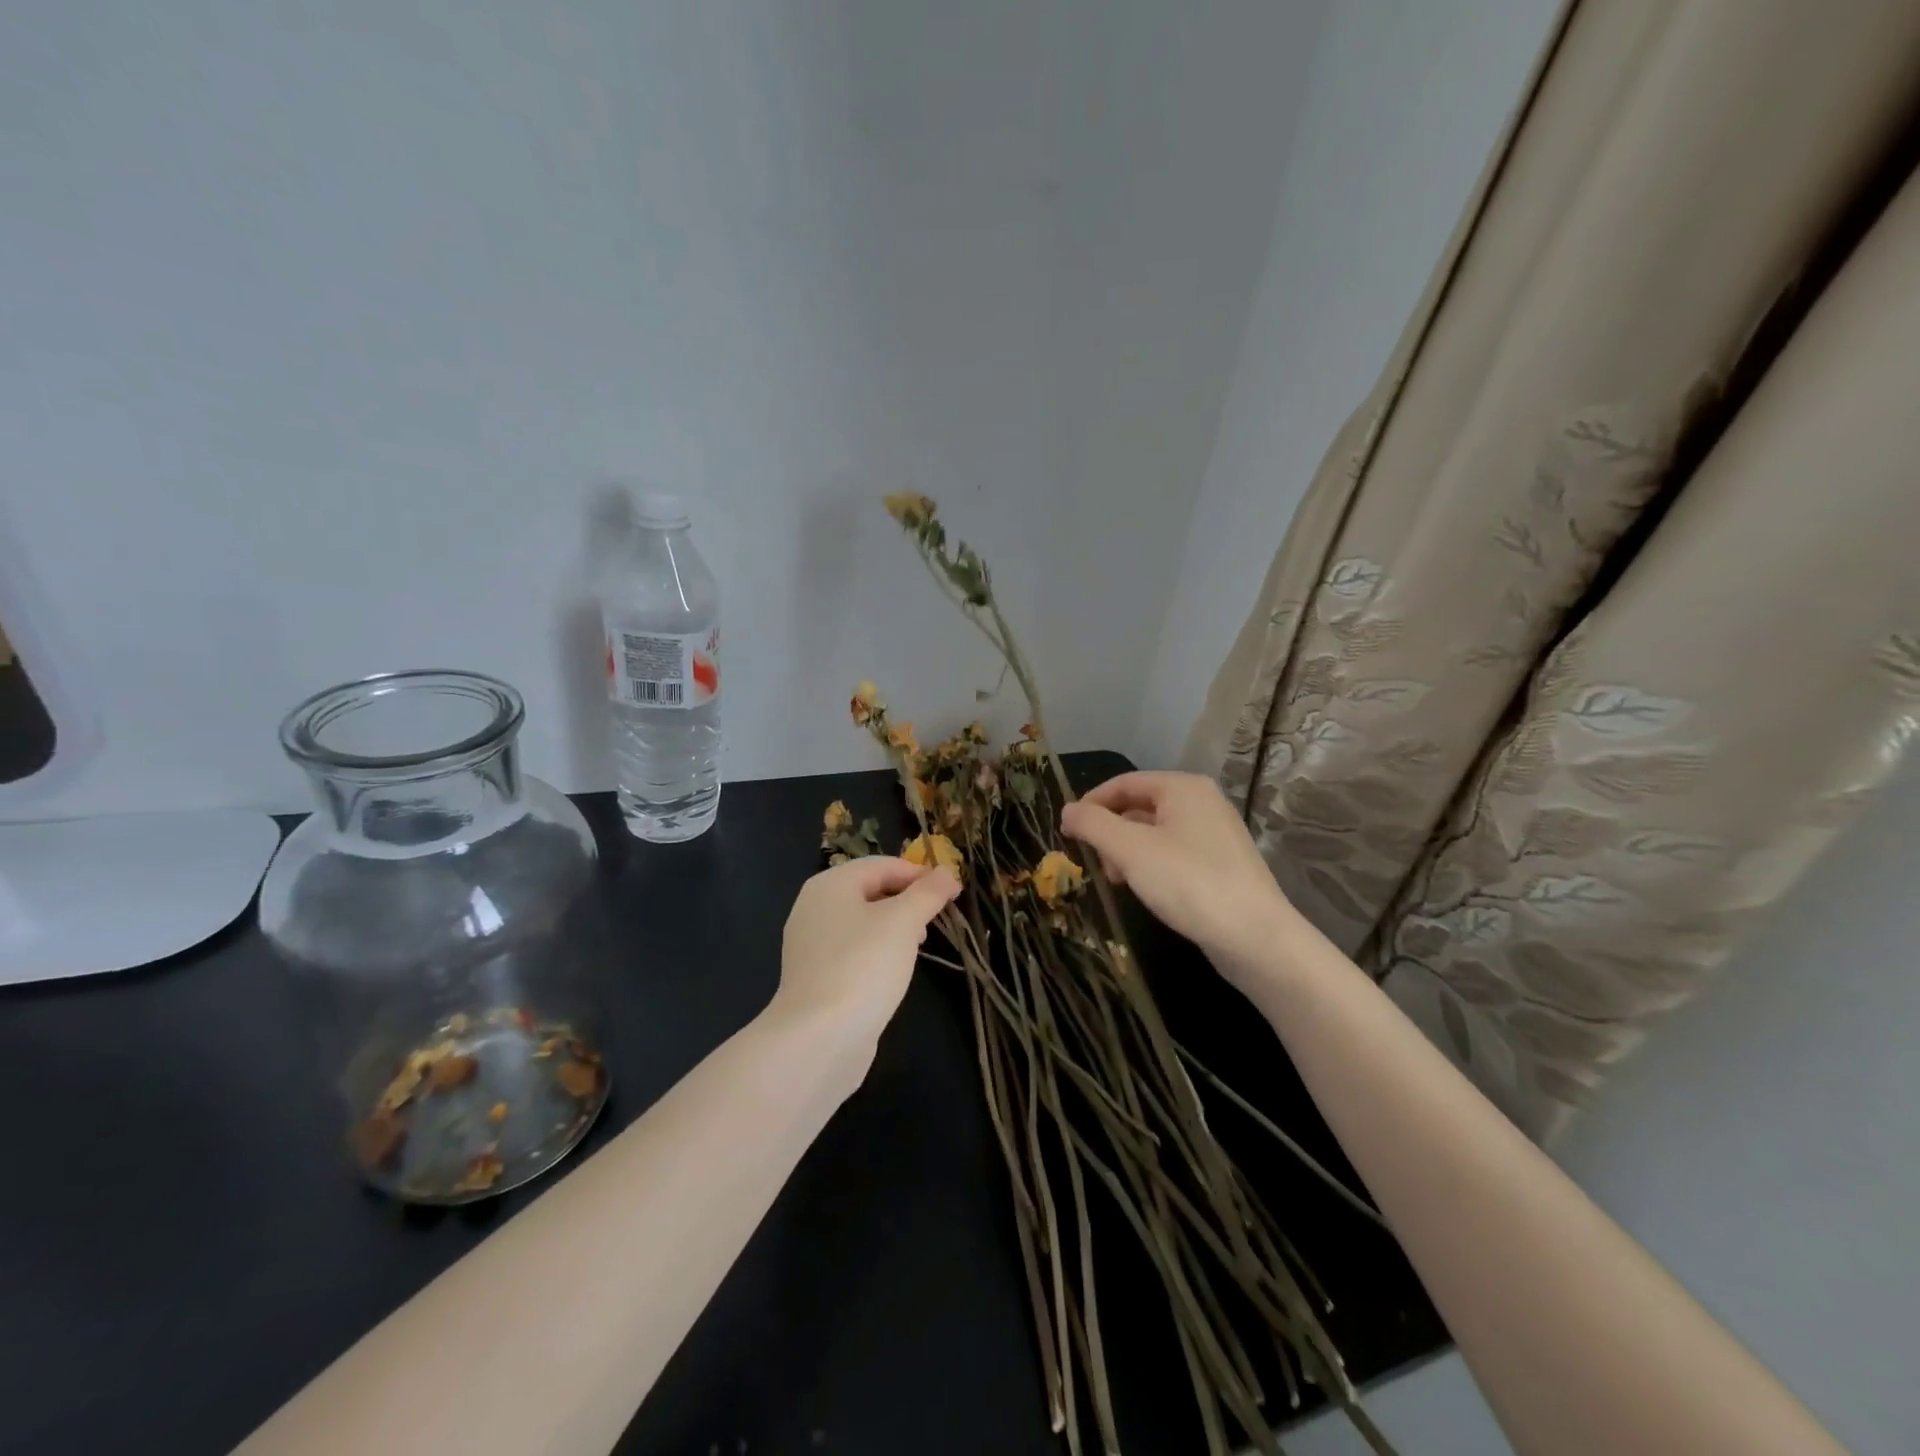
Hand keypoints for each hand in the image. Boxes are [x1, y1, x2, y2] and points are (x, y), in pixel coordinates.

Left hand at [772, 856, 961, 1062]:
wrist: (818, 1039)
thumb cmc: (863, 966)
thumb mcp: (904, 922)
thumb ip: (928, 893)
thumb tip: (948, 872)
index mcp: (831, 884)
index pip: (883, 865)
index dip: (920, 874)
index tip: (952, 893)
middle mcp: (815, 907)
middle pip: (871, 890)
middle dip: (907, 900)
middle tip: (936, 920)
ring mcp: (811, 943)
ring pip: (863, 921)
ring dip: (895, 926)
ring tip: (920, 945)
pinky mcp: (815, 976)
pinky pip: (853, 949)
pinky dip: (877, 951)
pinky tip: (894, 971)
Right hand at [1060, 771, 1294, 987]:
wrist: (1256, 938)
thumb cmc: (1188, 882)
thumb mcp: (1130, 850)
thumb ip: (1093, 825)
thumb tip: (1068, 810)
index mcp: (1182, 787)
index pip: (1123, 782)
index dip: (1090, 804)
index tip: (1067, 833)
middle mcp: (1202, 801)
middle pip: (1139, 806)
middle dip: (1110, 832)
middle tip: (1095, 864)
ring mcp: (1216, 833)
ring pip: (1155, 832)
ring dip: (1128, 852)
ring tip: (1118, 881)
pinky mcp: (1222, 864)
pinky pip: (1174, 853)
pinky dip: (1152, 865)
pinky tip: (1146, 890)